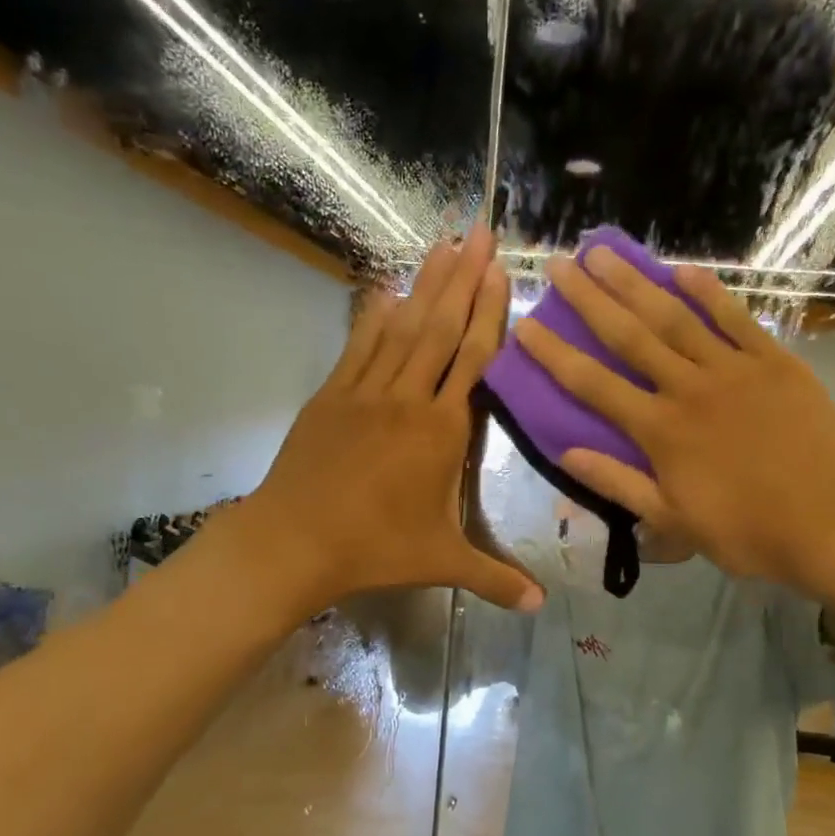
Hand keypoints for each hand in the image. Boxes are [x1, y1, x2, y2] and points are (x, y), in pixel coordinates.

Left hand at [247, 224, 544, 616]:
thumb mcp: (442, 563)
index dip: (488, 313)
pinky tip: (386, 290)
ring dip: (424, 284)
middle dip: (462, 277)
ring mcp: (364, 392)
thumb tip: (541, 606)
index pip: (472, 359)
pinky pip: (358, 345)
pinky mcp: (330, 396)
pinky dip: (374, 315)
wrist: (294, 542)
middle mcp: (406, 399)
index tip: (499, 270)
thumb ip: (494, 578)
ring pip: (401, 327)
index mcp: (440, 431)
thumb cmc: (374, 549)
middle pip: (439, 327)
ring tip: (441, 244)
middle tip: (479, 229)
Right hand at [511, 248, 834, 597]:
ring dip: (636, 282)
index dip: (555, 354)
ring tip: (605, 253)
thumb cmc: (746, 532)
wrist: (831, 524)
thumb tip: (567, 452)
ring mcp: (734, 370)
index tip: (525, 324)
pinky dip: (709, 293)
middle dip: (589, 298)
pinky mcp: (775, 362)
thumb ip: (618, 483)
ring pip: (675, 317)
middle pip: (629, 336)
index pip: (593, 385)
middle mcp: (689, 389)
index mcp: (660, 431)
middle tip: (559, 264)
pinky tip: (683, 270)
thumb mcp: (672, 520)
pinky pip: (737, 319)